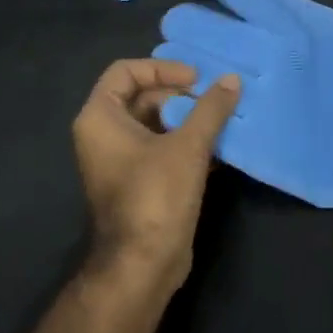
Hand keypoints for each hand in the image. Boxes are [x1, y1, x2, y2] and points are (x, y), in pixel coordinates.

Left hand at [72, 59, 240, 285]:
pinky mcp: (139, 182)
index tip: (195, 79)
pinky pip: (162, 149)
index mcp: (100, 118)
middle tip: (215, 100)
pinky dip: (188, 143)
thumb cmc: (156, 195)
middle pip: (143, 97)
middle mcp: (104, 135)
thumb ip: (211, 108)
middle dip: (182, 95)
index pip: (125, 72)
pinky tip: (222, 147)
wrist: (143, 264)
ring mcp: (121, 161)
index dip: (162, 68)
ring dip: (190, 119)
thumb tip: (232, 79)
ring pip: (156, 124)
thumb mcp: (188, 146)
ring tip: (225, 119)